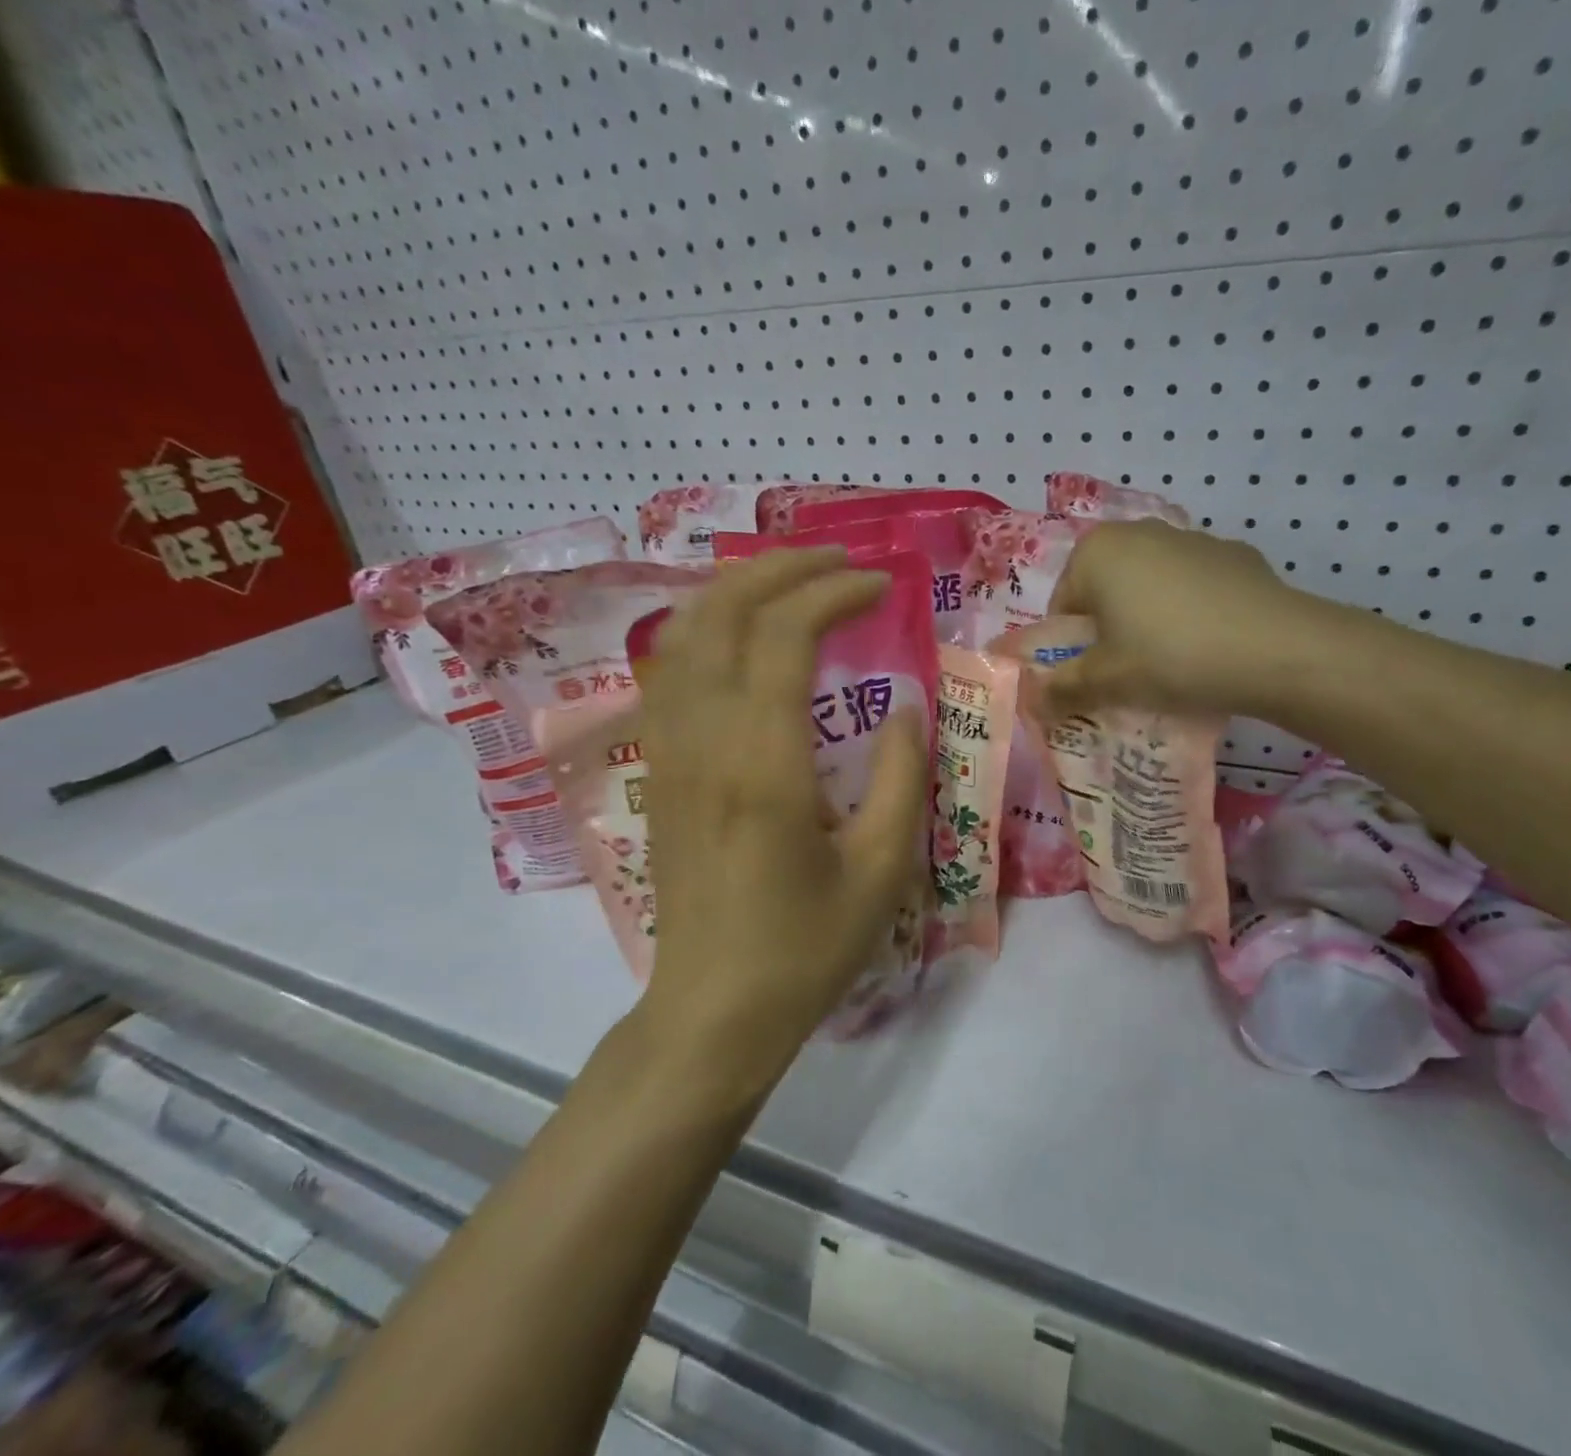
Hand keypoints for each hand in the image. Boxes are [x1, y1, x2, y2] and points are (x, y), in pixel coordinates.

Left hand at [637, 547, 925, 1087]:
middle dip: (780, 568)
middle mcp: (705, 739)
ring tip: (790, 580)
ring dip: (735, 589)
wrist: (715, 1007)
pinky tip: (738, 635)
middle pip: (722, 612)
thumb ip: (903, 775)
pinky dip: (703, 628)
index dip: (834, 592)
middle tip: (837, 561)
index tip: (881, 585)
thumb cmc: (807, 947)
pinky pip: (668, 672)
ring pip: (682, 633)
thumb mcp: (882, 867)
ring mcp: (671, 751)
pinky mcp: (661, 770)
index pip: (785, 634)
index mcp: (764, 762)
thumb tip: (906, 705)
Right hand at [1038, 519, 1312, 719]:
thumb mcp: (1107, 681)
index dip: (1073, 649)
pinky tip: (1210, 646)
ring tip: (1172, 663)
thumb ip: (1062, 689)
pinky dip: (1190, 612)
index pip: (1063, 607)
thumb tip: (1031, 702)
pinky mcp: (1234, 554)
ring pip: (1150, 587)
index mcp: (1096, 551)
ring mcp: (1191, 538)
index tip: (1094, 679)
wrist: (1275, 648)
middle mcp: (1139, 531)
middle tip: (1128, 674)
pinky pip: (1193, 588)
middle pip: (1105, 592)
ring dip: (1149, 620)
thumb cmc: (1169, 657)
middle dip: (1110, 632)